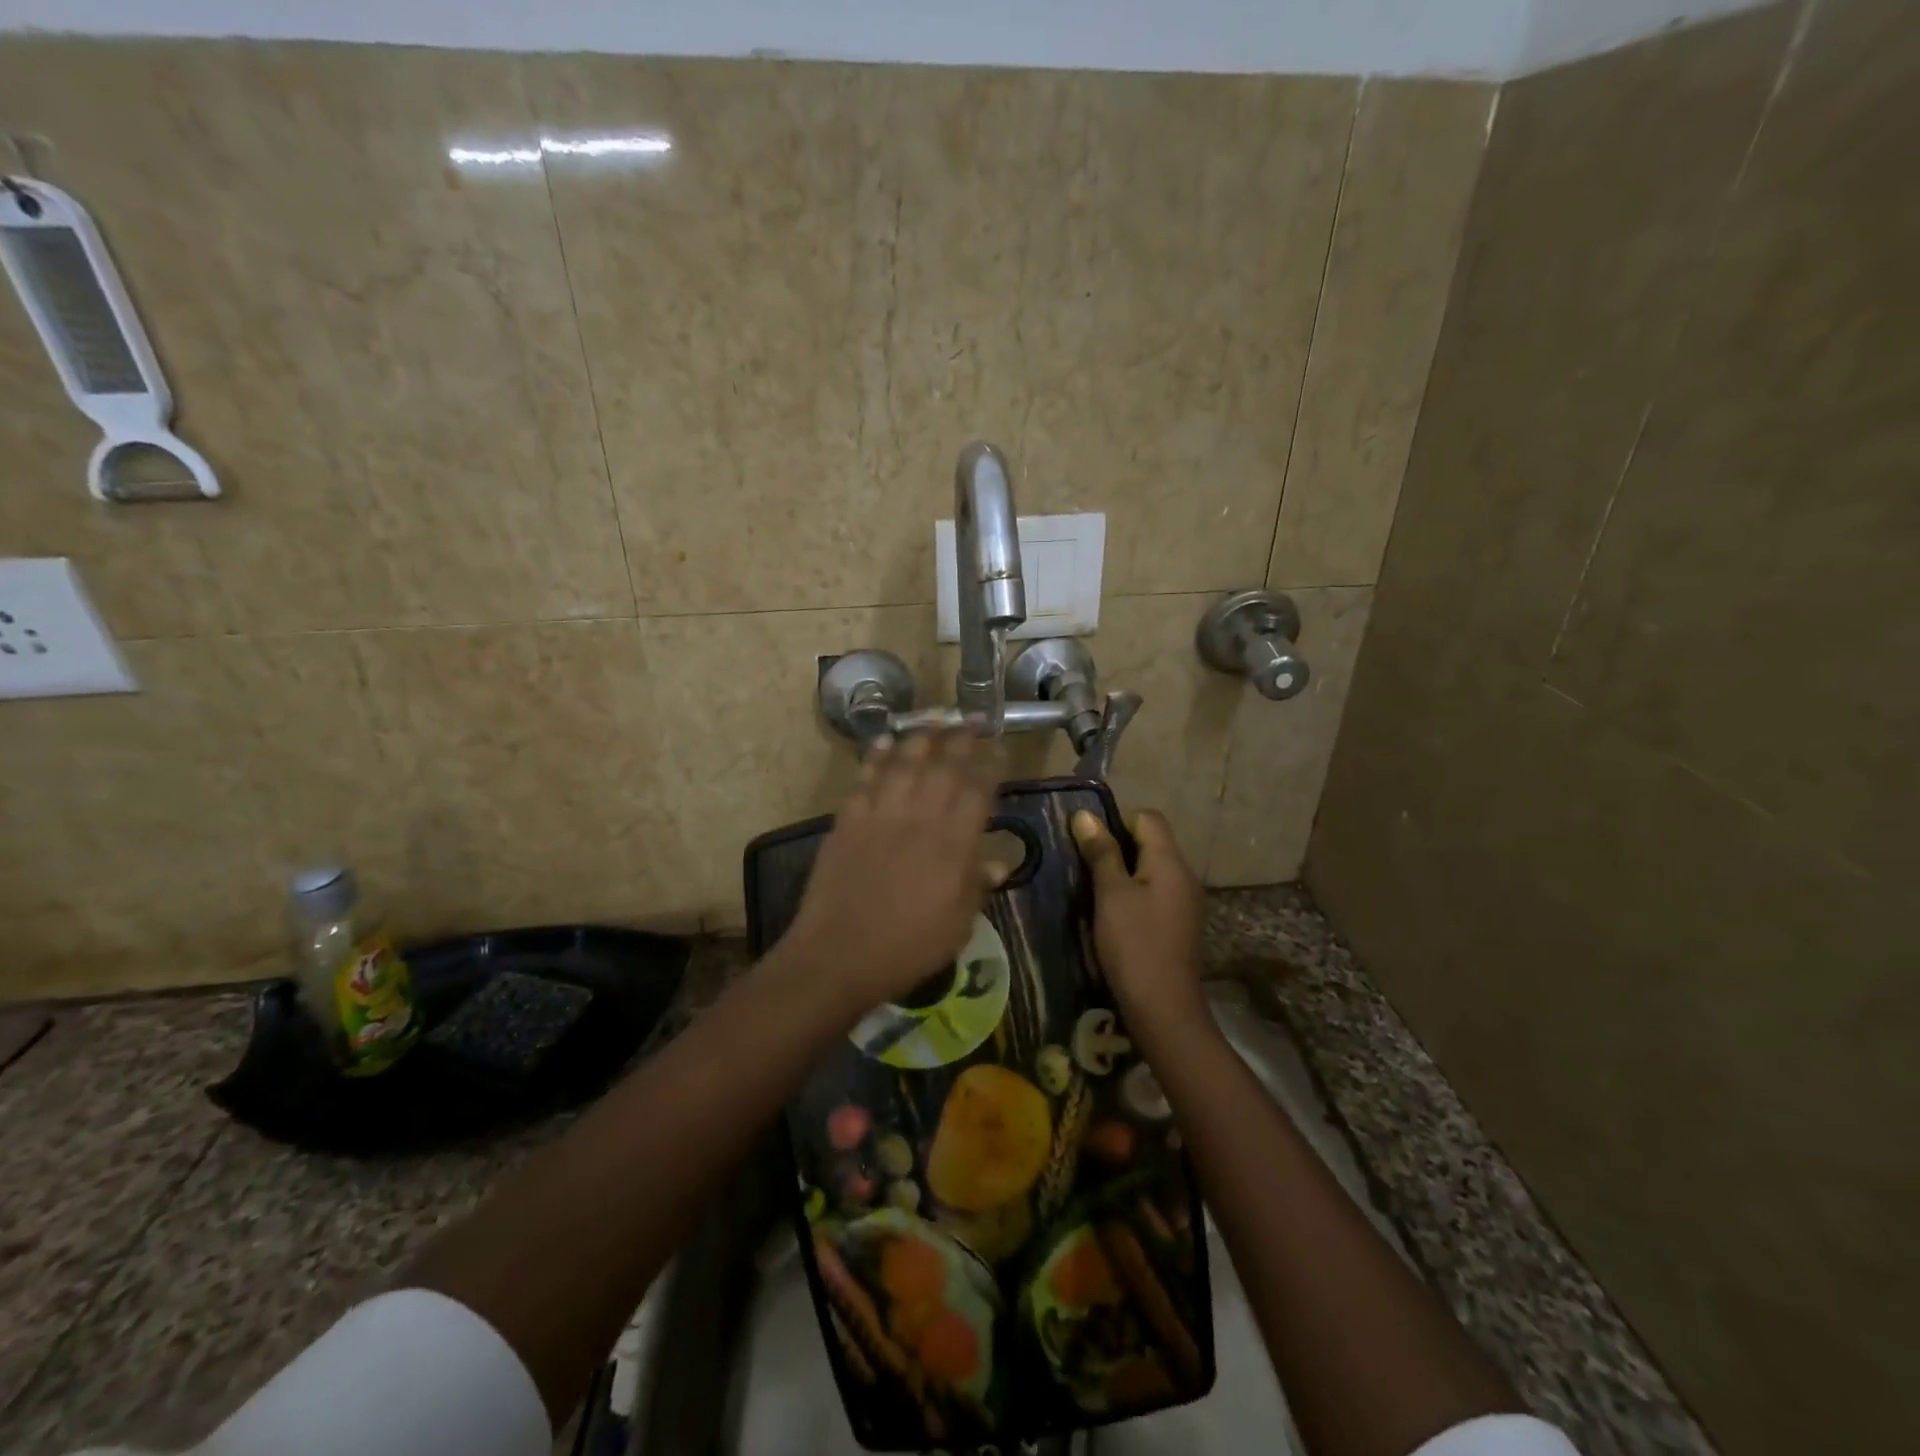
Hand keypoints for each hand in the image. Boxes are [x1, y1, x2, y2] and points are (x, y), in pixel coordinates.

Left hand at [779, 729, 996, 1015]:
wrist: (838, 954)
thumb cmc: (906, 947)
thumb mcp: (957, 926)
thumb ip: (975, 887)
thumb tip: (995, 863)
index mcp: (953, 845)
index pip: (978, 793)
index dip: (991, 768)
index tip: (999, 749)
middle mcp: (920, 818)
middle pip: (944, 767)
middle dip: (961, 739)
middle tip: (971, 719)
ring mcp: (881, 815)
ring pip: (905, 763)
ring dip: (921, 736)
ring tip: (934, 716)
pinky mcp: (849, 820)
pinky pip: (865, 778)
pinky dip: (876, 756)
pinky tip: (884, 741)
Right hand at [1072, 808, 1205, 1022]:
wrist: (1164, 1009)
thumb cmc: (1134, 945)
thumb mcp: (1111, 894)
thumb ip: (1100, 852)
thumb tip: (1084, 815)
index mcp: (1170, 862)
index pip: (1147, 817)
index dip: (1117, 821)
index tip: (1090, 844)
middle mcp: (1184, 875)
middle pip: (1151, 842)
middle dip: (1117, 847)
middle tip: (1084, 866)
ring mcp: (1185, 902)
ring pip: (1151, 869)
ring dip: (1123, 873)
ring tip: (1094, 891)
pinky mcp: (1179, 924)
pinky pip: (1155, 893)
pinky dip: (1133, 894)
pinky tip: (1113, 916)